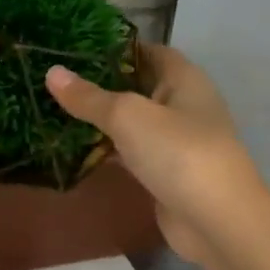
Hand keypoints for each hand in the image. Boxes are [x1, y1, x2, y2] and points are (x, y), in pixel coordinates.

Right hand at [45, 44, 263, 265]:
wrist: (217, 222)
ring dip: (103, 118)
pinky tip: (76, 148)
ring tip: (57, 108)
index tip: (75, 48)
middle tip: (58, 78)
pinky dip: (108, 149)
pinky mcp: (167, 173)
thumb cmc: (177, 152)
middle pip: (138, 85)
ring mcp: (177, 141)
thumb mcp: (127, 116)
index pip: (147, 50)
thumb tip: (52, 72)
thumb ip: (89, 97)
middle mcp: (184, 104)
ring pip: (133, 121)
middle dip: (101, 83)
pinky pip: (132, 152)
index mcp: (184, 79)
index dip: (115, 47)